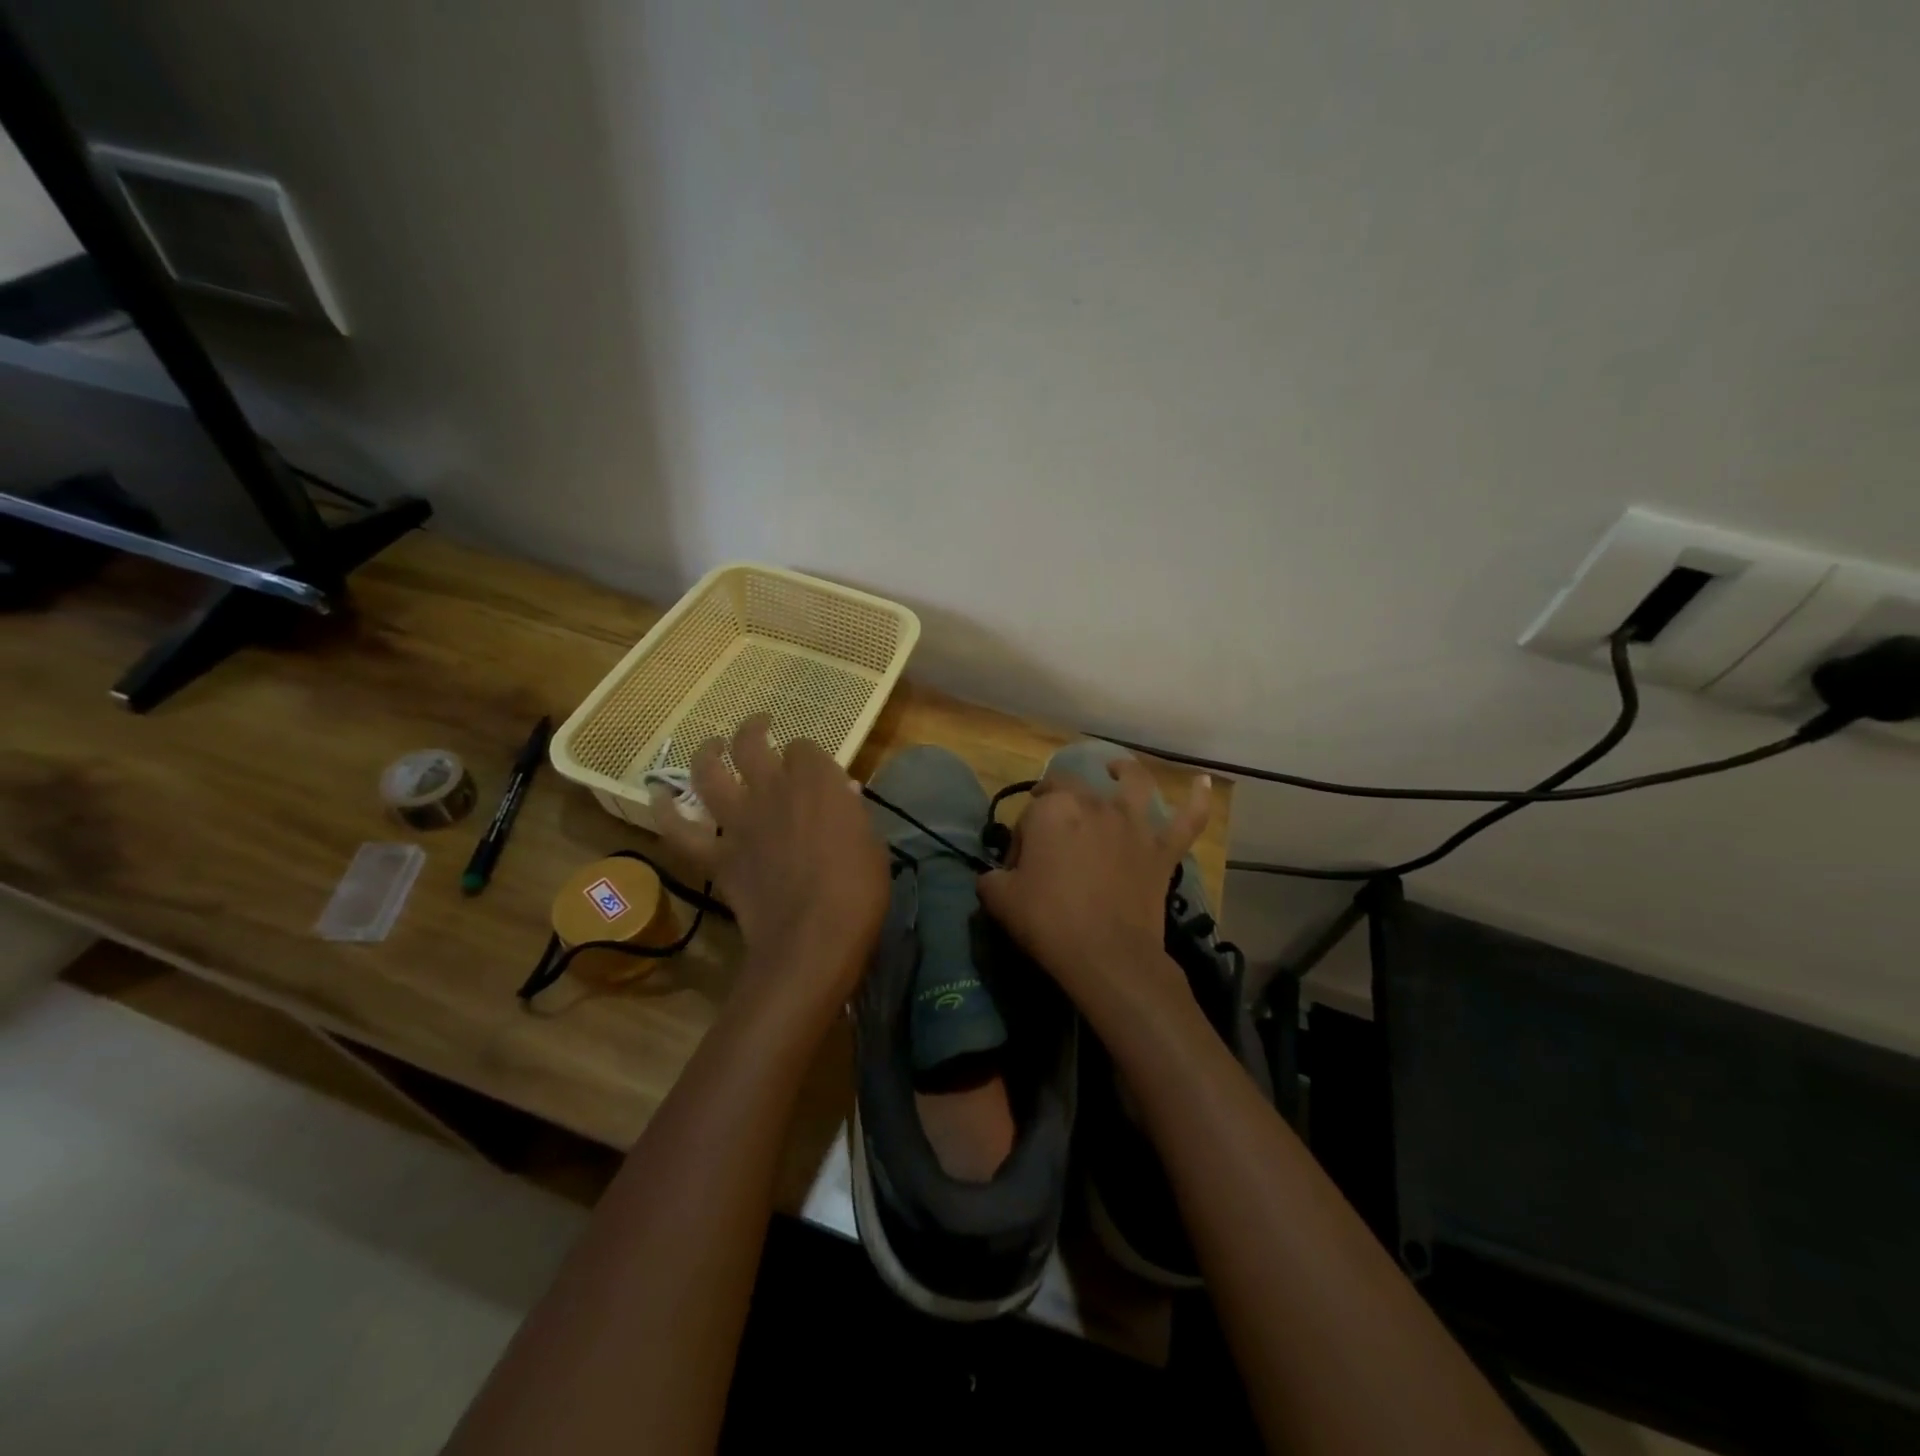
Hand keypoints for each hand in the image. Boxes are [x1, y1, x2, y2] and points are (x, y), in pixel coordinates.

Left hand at [659, 715, 888, 1008]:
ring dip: (707, 753)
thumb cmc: (858, 889)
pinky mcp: (717, 855)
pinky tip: (658, 798)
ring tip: (711, 745)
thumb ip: (851, 812)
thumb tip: (842, 793)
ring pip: (709, 772)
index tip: (813, 769)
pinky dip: (666, 812)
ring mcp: (739, 821)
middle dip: (754, 730)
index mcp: (816, 782)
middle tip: (759, 728)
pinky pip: (681, 831)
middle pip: (752, 743)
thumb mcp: (871, 842)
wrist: (813, 936)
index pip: (805, 749)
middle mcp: (772, 789)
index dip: (807, 756)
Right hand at [977, 758, 1209, 1017]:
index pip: (1030, 814)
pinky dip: (1198, 800)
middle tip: (1051, 839)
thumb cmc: (1048, 921)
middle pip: (1072, 791)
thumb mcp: (999, 899)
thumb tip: (997, 875)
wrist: (1107, 956)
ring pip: (1133, 784)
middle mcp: (1095, 804)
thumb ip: (991, 878)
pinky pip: (1188, 820)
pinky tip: (1205, 783)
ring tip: (1117, 769)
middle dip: (1057, 804)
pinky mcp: (1162, 850)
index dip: (1021, 840)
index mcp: (1053, 810)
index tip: (1018, 869)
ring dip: (1125, 771)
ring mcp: (1134, 824)